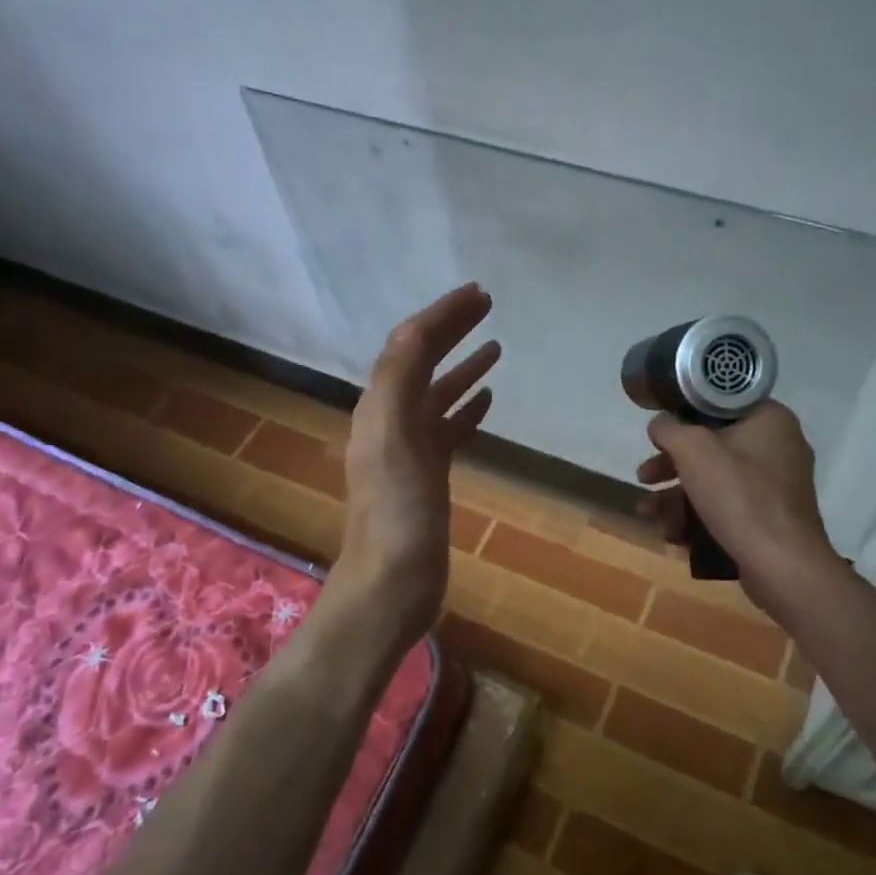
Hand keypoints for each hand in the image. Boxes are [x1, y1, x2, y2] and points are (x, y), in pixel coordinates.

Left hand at [332, 283, 499, 645]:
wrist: (393, 580)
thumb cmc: (397, 510)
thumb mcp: (393, 435)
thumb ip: (399, 379)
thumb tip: (417, 331)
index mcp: (380, 406)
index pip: (409, 344)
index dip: (441, 315)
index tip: (477, 294)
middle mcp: (390, 419)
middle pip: (422, 361)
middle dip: (452, 330)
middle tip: (488, 306)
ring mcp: (409, 449)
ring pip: (437, 393)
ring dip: (462, 366)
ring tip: (496, 348)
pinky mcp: (427, 474)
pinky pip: (447, 428)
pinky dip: (466, 407)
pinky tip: (489, 400)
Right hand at [636, 400, 845, 619]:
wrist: (782, 565)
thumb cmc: (739, 495)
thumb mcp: (693, 450)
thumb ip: (669, 428)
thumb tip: (660, 424)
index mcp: (770, 419)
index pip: (720, 404)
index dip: (683, 414)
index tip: (659, 433)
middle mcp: (778, 446)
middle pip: (712, 446)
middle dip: (671, 465)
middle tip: (644, 477)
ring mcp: (776, 485)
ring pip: (715, 479)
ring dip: (677, 496)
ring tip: (649, 514)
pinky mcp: (770, 518)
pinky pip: (728, 506)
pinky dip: (699, 515)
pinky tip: (673, 534)